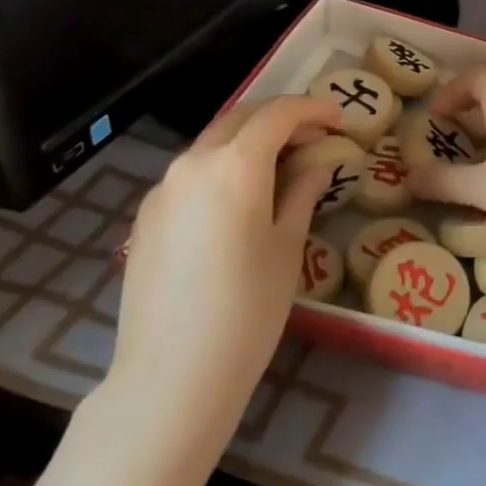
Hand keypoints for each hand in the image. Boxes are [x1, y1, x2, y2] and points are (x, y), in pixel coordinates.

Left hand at [110, 95, 341, 406]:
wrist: (172, 375)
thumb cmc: (248, 309)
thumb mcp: (287, 247)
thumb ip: (302, 193)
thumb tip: (316, 165)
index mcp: (234, 166)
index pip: (278, 114)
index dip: (312, 109)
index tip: (339, 119)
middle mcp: (192, 164)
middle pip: (240, 118)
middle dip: (280, 119)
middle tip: (314, 137)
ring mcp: (162, 190)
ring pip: (212, 144)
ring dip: (249, 142)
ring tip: (281, 167)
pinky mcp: (146, 217)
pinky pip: (191, 175)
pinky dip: (222, 169)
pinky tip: (240, 201)